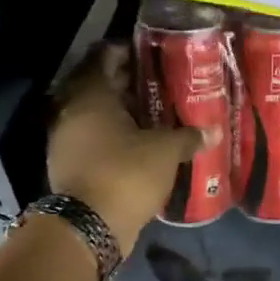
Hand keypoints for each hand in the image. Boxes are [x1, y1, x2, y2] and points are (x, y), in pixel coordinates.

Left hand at [48, 44, 206, 255]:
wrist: (89, 227)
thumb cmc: (126, 174)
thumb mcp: (164, 152)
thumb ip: (187, 137)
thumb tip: (214, 131)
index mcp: (90, 95)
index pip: (105, 57)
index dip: (128, 53)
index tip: (152, 57)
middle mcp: (71, 111)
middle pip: (99, 86)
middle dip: (127, 85)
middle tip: (159, 85)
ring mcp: (65, 139)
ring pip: (94, 115)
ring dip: (120, 113)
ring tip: (153, 116)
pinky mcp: (68, 164)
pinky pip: (91, 139)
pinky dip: (111, 137)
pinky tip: (137, 144)